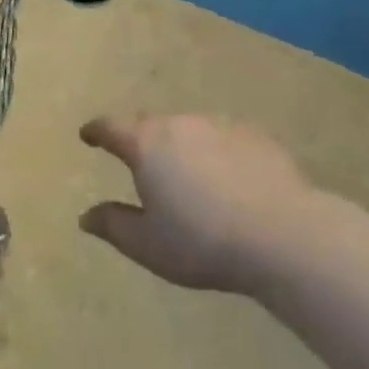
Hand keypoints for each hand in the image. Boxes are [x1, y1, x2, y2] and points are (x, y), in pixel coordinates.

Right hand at [79, 114, 314, 295]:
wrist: (282, 233)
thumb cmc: (202, 241)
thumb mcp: (148, 245)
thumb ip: (113, 226)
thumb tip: (86, 216)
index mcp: (147, 145)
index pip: (111, 128)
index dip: (97, 131)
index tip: (88, 135)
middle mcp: (179, 123)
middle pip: (150, 124)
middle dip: (139, 138)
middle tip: (138, 160)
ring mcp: (218, 124)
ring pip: (188, 129)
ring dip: (180, 146)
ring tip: (187, 175)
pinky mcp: (253, 134)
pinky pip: (222, 139)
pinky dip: (215, 153)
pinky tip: (228, 181)